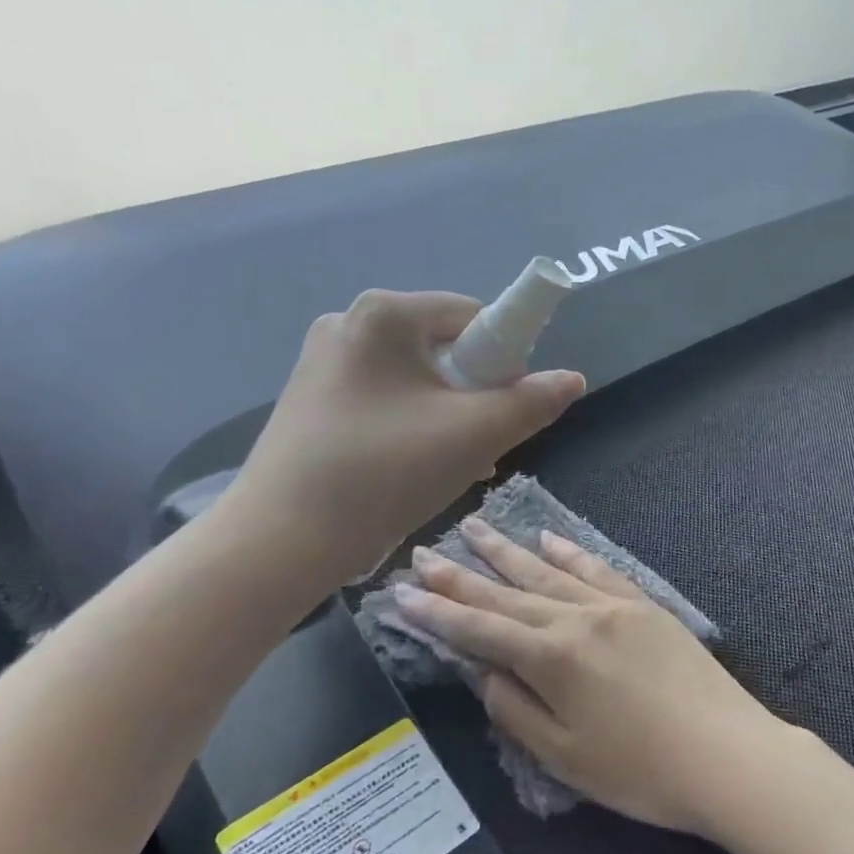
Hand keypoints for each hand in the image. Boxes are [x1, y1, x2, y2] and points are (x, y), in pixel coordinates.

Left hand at [222, 291, 583, 583]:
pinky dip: (410, 423)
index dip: (504, 359)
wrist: (280, 539)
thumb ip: (532, 402)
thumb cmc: (384, 473)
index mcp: (384, 314)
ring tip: (452, 464)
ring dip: (446, 413)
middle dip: (473, 393)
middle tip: (481, 443)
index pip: (473, 316)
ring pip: (414, 377)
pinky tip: (414, 467)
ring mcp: (323, 360)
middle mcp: (347, 323)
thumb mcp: (474, 436)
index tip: (506, 408)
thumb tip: (573, 378)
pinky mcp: (311, 398)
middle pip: (443, 347)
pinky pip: (383, 397)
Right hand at [394, 521, 790, 834]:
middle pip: (507, 592)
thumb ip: (516, 709)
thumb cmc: (641, 771)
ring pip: (548, 570)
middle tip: (424, 553)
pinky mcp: (644, 604)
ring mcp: (614, 605)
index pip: (479, 629)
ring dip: (507, 551)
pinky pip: (596, 568)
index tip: (403, 593)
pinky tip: (548, 538)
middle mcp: (577, 618)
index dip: (438, 613)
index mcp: (552, 658)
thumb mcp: (564, 756)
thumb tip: (484, 671)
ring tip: (474, 528)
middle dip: (461, 575)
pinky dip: (568, 552)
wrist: (728, 754)